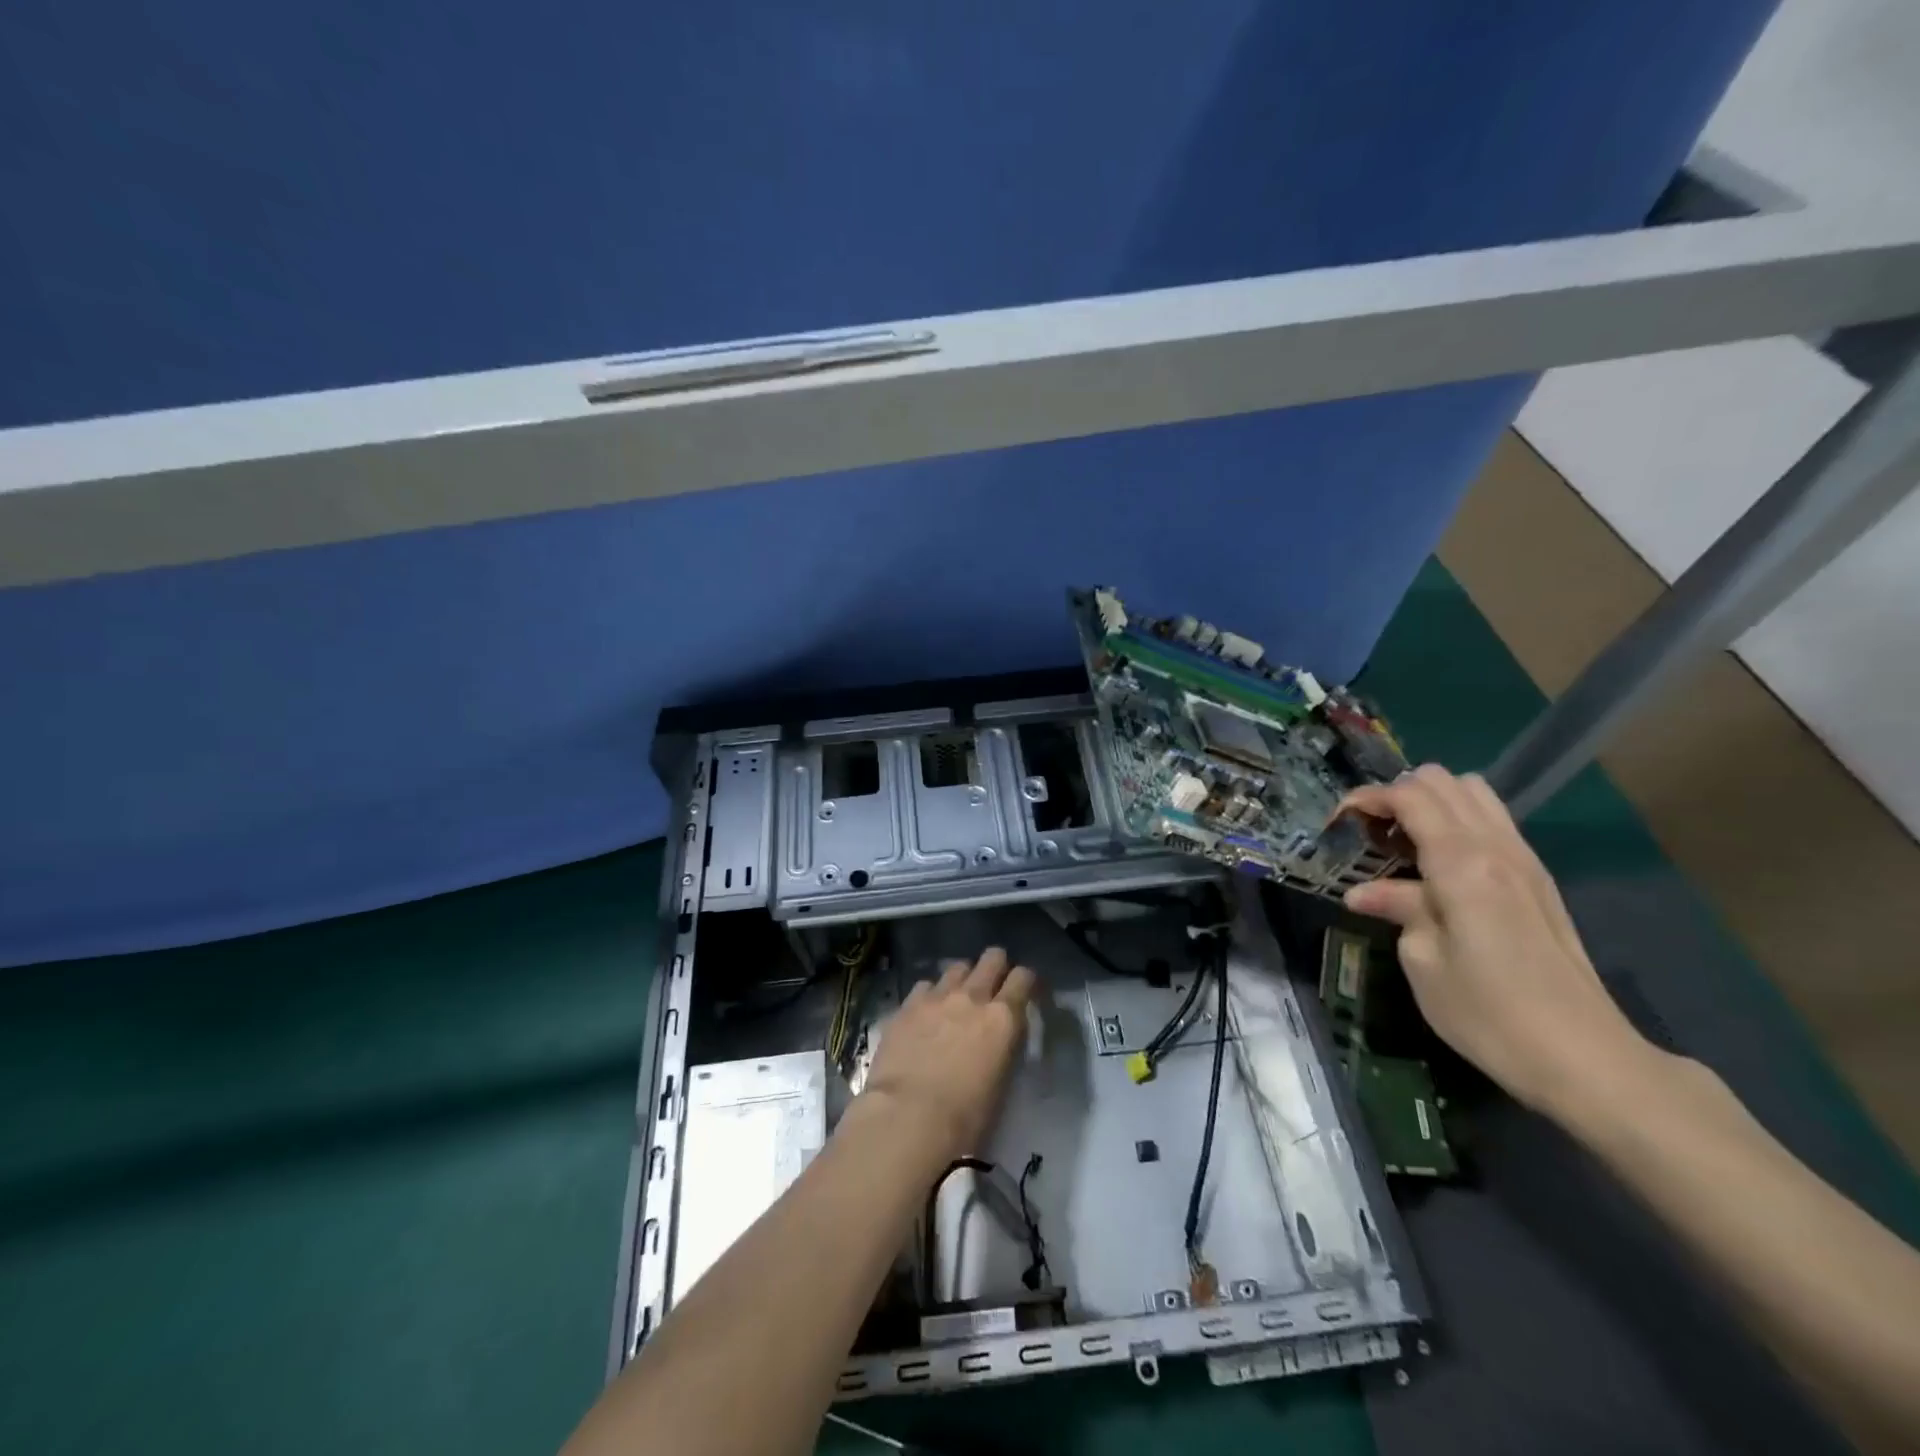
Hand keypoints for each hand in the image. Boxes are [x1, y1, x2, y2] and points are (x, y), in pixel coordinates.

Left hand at [860, 947, 1036, 1162]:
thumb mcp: (1000, 1084)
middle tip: (993, 984)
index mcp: (1003, 1019)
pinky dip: (931, 994)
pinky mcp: (908, 1005)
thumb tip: (999, 1039)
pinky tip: (926, 1012)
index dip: (1025, 981)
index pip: (1023, 978)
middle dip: (996, 966)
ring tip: (957, 998)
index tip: (1024, 991)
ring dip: (962, 979)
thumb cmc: (964, 1117)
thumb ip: (1003, 1049)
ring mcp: (937, 996)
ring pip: (957, 967)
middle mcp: (973, 997)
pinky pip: (925, 985)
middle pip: (992, 959)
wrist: (907, 1116)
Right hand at [1338, 765, 1653, 1117]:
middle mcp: (1496, 848)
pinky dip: (1459, 822)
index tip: (1338, 821)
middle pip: (1444, 781)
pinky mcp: (1539, 881)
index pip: (1410, 796)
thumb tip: (1364, 893)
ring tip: (1403, 842)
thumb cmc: (1488, 1013)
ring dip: (1433, 803)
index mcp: (1461, 863)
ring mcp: (1525, 861)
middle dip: (1398, 794)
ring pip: (1475, 794)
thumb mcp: (1423, 961)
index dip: (1368, 797)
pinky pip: (1494, 822)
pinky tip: (1439, 865)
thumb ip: (1398, 909)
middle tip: (1370, 832)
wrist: (1585, 1058)